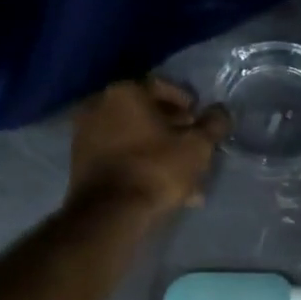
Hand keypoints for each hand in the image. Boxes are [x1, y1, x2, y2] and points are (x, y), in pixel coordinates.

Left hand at [69, 77, 229, 219]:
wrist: (109, 212)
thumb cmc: (156, 169)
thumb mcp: (196, 147)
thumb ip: (213, 125)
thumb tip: (221, 112)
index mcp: (125, 92)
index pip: (162, 87)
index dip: (187, 103)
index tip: (199, 120)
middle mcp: (98, 104)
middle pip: (144, 112)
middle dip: (171, 128)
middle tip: (191, 145)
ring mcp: (84, 133)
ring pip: (131, 136)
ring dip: (156, 149)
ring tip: (179, 172)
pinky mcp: (79, 161)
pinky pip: (118, 155)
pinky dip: (138, 163)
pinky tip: (158, 184)